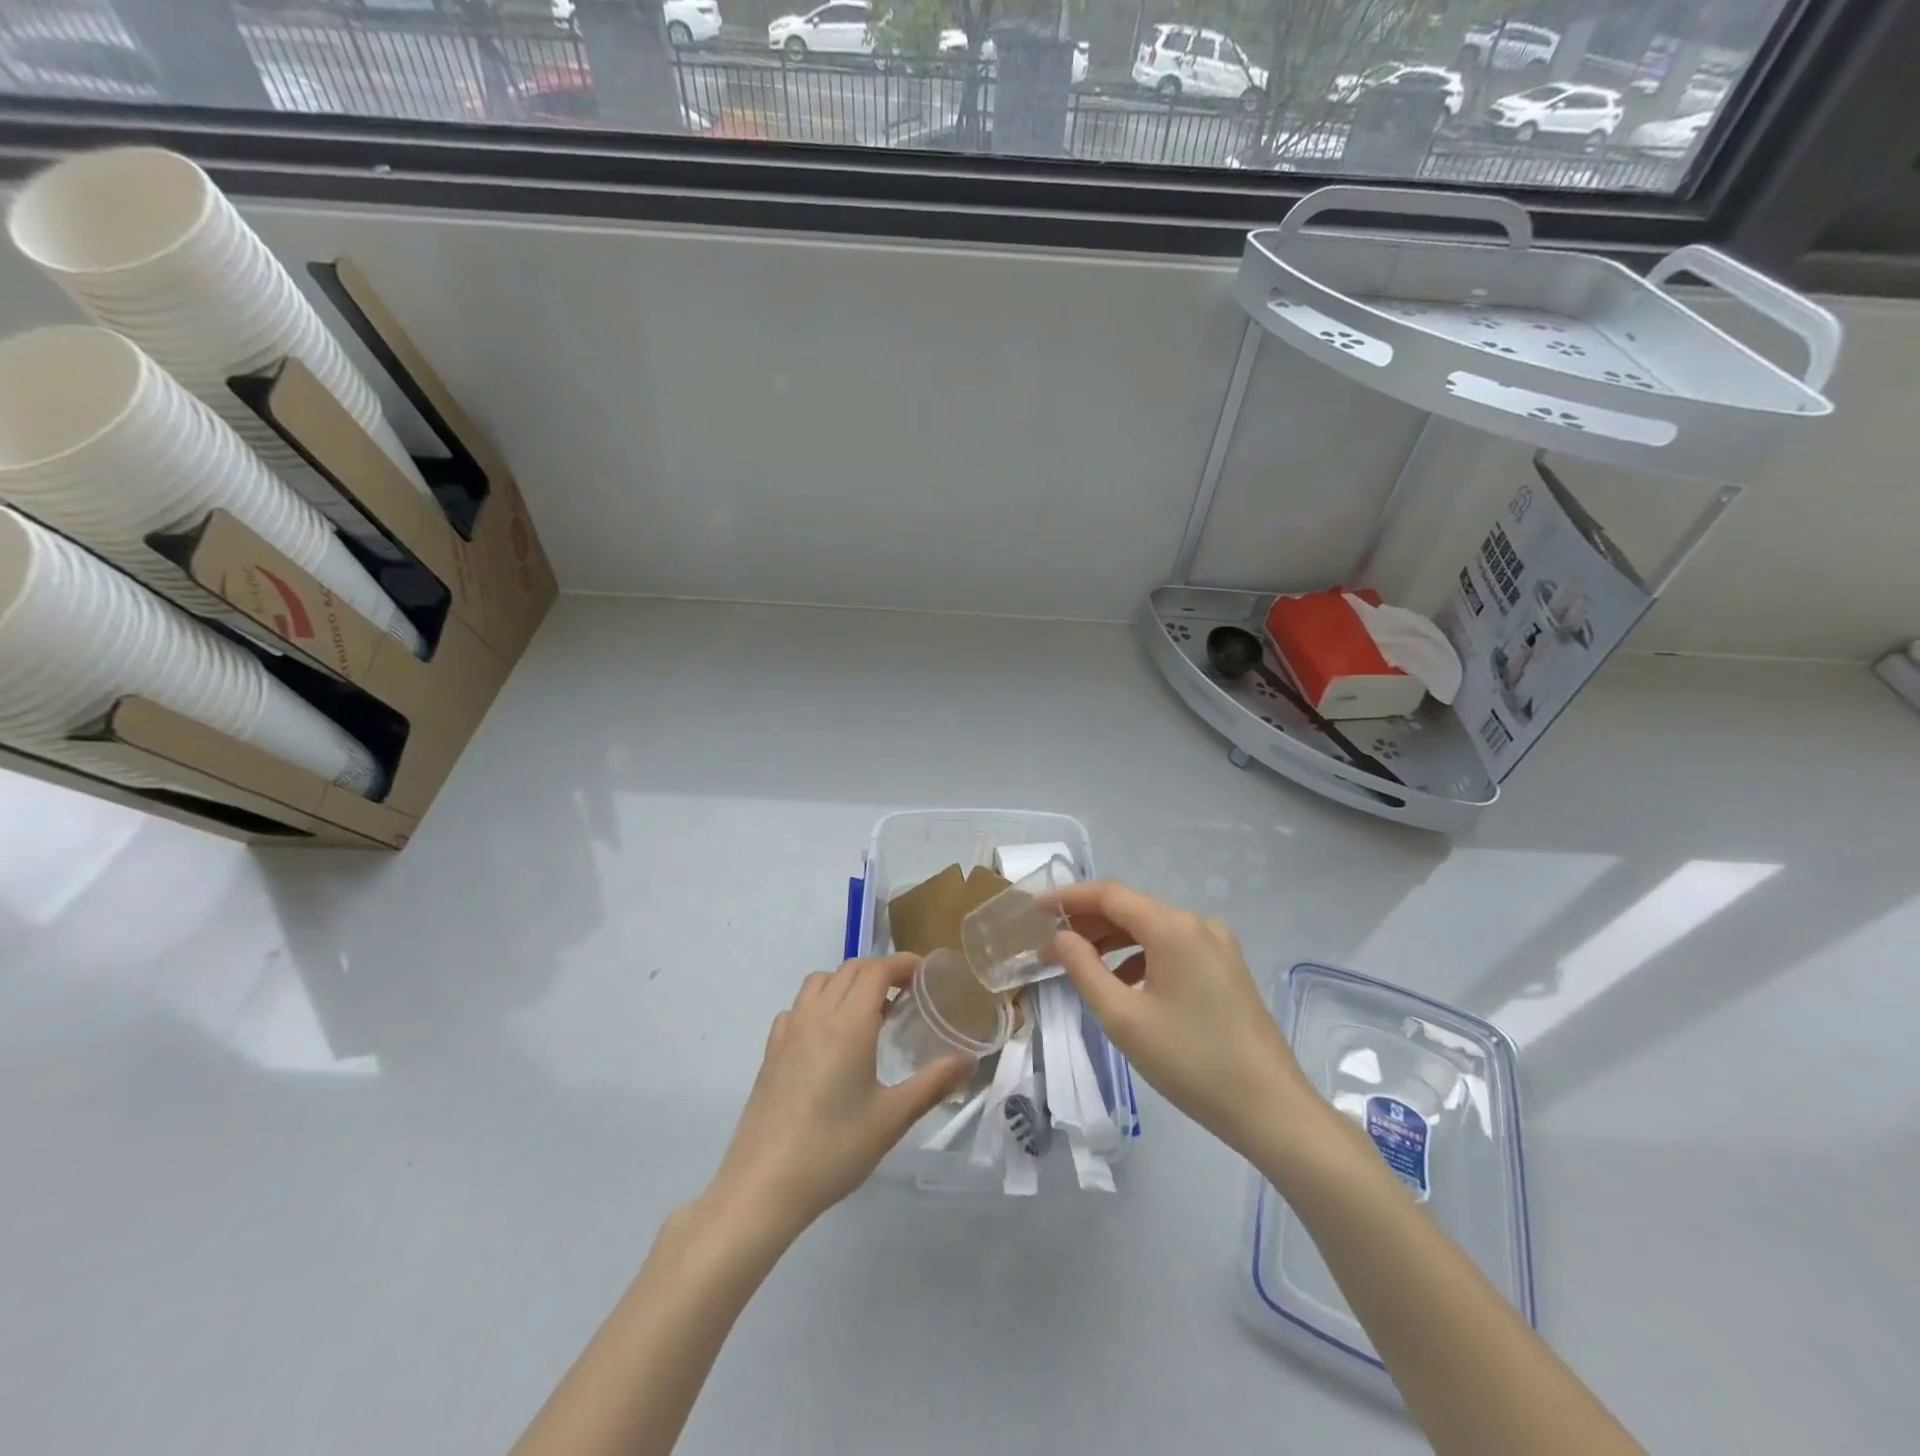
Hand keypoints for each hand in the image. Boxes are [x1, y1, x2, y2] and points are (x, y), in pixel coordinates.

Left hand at [707, 954, 973, 1238]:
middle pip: (850, 970)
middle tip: (906, 992)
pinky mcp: (770, 1051)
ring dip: (847, 982)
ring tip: (868, 1011)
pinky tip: (828, 1037)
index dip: (903, 963)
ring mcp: (788, 1031)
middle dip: (880, 970)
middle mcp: (817, 1015)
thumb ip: (933, 1083)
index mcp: (849, 1023)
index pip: (877, 970)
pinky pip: (798, 1007)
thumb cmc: (834, 1149)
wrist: (763, 1185)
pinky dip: (819, 1003)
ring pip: (820, 982)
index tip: (925, 973)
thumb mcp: (892, 1118)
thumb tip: (969, 1061)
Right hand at [1051, 881, 1313, 1156]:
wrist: (1270, 1108)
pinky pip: (1173, 948)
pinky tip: (1124, 983)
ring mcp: (1218, 945)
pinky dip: (1141, 956)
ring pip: (1152, 929)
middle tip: (1049, 948)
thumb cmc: (1190, 1061)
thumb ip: (1085, 969)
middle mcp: (1197, 924)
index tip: (1035, 910)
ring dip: (1113, 941)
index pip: (1109, 895)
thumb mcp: (1124, 1018)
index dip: (1068, 898)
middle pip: (1131, 909)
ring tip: (1079, 964)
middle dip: (1088, 924)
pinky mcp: (1227, 969)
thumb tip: (1061, 937)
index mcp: (1173, 927)